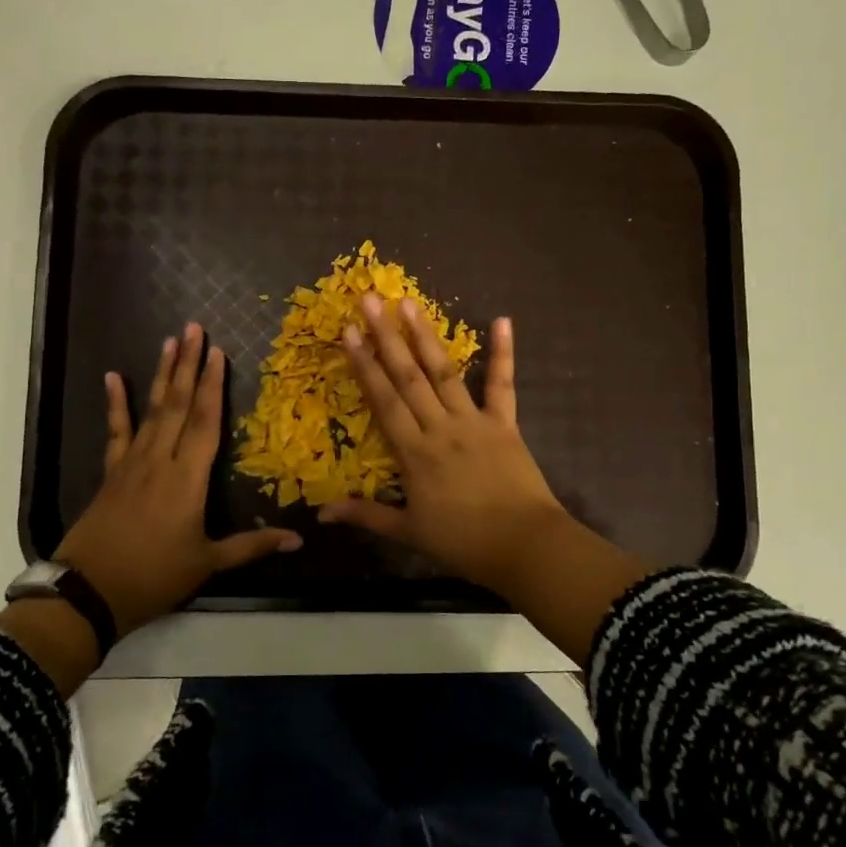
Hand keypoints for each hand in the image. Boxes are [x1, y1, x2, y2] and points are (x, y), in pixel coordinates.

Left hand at [55, 323, 300, 634]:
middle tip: (194, 328)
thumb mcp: (207, 564)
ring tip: (169, 341)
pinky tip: (112, 377)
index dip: (213, 385)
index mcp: (187, 479)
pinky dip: (115, 403)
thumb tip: (299, 540)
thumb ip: (252, 547)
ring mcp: (131, 463)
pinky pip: (115, 430)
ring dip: (161, 374)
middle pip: (177, 404)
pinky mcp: (111, 472)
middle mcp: (160, 460)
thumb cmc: (154, 577)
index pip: (204, 422)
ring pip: (151, 410)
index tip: (218, 352)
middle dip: (188, 364)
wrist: (89, 592)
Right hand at [318, 295, 577, 597]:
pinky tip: (502, 320)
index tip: (348, 332)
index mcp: (414, 452)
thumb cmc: (463, 542)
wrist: (524, 546)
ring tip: (409, 303)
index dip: (364, 365)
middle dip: (386, 337)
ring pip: (445, 372)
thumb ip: (366, 515)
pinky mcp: (505, 424)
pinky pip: (502, 384)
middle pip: (408, 376)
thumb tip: (320, 514)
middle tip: (371, 300)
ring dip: (426, 336)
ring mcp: (474, 422)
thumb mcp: (409, 532)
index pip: (383, 401)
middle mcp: (440, 427)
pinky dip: (503, 353)